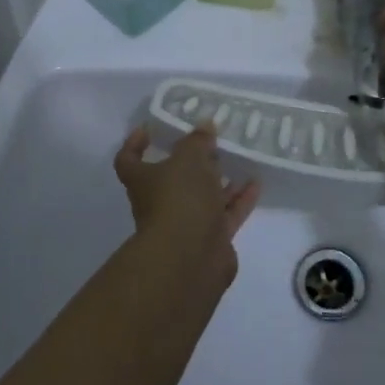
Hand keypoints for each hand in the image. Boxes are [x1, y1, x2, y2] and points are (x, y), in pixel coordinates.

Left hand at [113, 123, 260, 274]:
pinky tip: (256, 183)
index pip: (128, 160)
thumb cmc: (180, 199)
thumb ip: (198, 140)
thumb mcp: (189, 158)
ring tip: (239, 159)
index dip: (135, 144)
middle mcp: (161, 202)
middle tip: (212, 142)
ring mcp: (186, 223)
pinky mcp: (210, 239)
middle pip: (173, 178)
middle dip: (193, 161)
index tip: (150, 129)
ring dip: (220, 180)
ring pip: (203, 197)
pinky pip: (226, 214)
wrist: (190, 258)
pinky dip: (240, 199)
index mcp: (144, 180)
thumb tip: (204, 126)